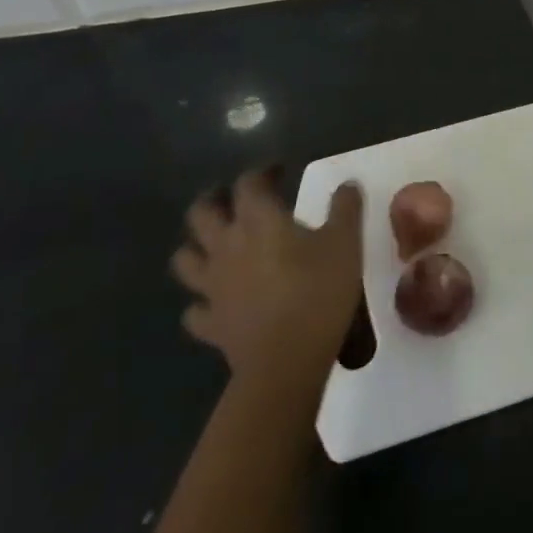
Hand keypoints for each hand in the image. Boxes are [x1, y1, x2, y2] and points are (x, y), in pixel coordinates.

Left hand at [170, 169, 364, 384]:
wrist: (287, 360)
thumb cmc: (319, 291)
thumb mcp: (346, 242)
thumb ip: (345, 207)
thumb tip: (347, 183)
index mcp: (258, 220)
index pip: (248, 183)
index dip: (261, 172)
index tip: (279, 171)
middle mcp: (226, 246)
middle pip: (201, 213)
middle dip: (214, 200)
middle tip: (232, 198)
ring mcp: (212, 287)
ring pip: (185, 259)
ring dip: (196, 247)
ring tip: (216, 245)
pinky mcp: (211, 323)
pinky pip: (195, 310)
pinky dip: (202, 302)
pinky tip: (217, 301)